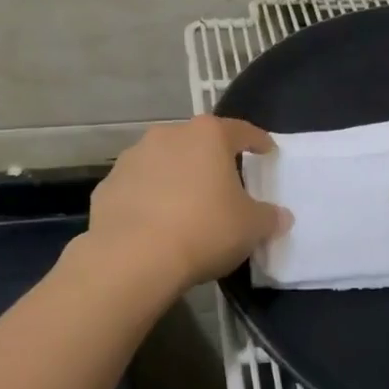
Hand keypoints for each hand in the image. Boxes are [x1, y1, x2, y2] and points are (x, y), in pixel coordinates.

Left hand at [83, 116, 289, 291]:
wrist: (132, 258)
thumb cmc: (203, 230)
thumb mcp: (251, 228)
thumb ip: (269, 217)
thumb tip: (281, 217)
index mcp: (208, 136)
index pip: (241, 131)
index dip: (257, 141)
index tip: (267, 151)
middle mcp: (168, 136)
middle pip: (198, 143)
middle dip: (211, 160)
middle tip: (224, 184)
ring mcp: (133, 158)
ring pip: (164, 162)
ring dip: (176, 177)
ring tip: (186, 206)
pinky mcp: (107, 185)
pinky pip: (137, 188)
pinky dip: (148, 199)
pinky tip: (154, 224)